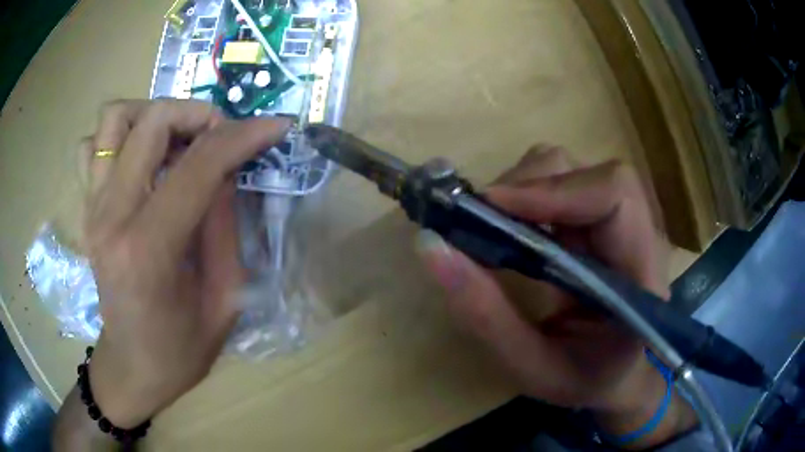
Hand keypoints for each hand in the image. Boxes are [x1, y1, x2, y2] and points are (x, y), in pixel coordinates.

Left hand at [78, 100, 289, 427]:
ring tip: (176, 142)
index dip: (243, 136)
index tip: (275, 127)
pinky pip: (92, 146)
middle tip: (220, 138)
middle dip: (199, 114)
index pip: (197, 165)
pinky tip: (139, 160)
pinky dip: (118, 138)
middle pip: (152, 122)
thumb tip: (229, 167)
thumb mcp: (224, 296)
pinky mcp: (86, 208)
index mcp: (148, 250)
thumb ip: (224, 223)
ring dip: (153, 116)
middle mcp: (111, 217)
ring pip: (115, 119)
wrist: (132, 366)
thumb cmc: (181, 348)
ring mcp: (92, 208)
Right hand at [417, 146, 695, 448]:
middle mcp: (636, 232)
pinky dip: (523, 198)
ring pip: (567, 170)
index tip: (492, 207)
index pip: (614, 195)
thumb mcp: (533, 367)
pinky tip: (507, 229)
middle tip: (477, 221)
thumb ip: (487, 316)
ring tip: (490, 228)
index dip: (555, 189)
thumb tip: (431, 247)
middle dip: (528, 186)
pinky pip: (556, 185)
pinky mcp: (595, 220)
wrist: (617, 375)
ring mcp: (615, 220)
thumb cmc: (585, 378)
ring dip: (522, 189)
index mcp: (641, 272)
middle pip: (585, 172)